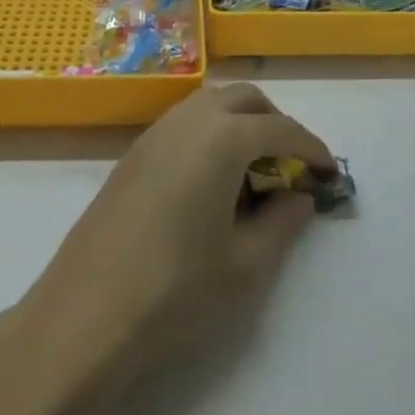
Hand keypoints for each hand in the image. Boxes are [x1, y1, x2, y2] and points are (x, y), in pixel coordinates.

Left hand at [19, 84, 333, 392]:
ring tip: (253, 171)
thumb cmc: (174, 291)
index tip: (330, 172)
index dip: (312, 148)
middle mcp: (191, 117)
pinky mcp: (135, 150)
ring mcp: (158, 130)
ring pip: (213, 103)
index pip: (281, 129)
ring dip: (242, 122)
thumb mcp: (244, 266)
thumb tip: (300, 196)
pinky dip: (211, 132)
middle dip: (275, 124)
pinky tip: (211, 179)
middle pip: (246, 99)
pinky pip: (186, 121)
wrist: (84, 316)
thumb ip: (282, 223)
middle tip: (290, 166)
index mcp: (224, 136)